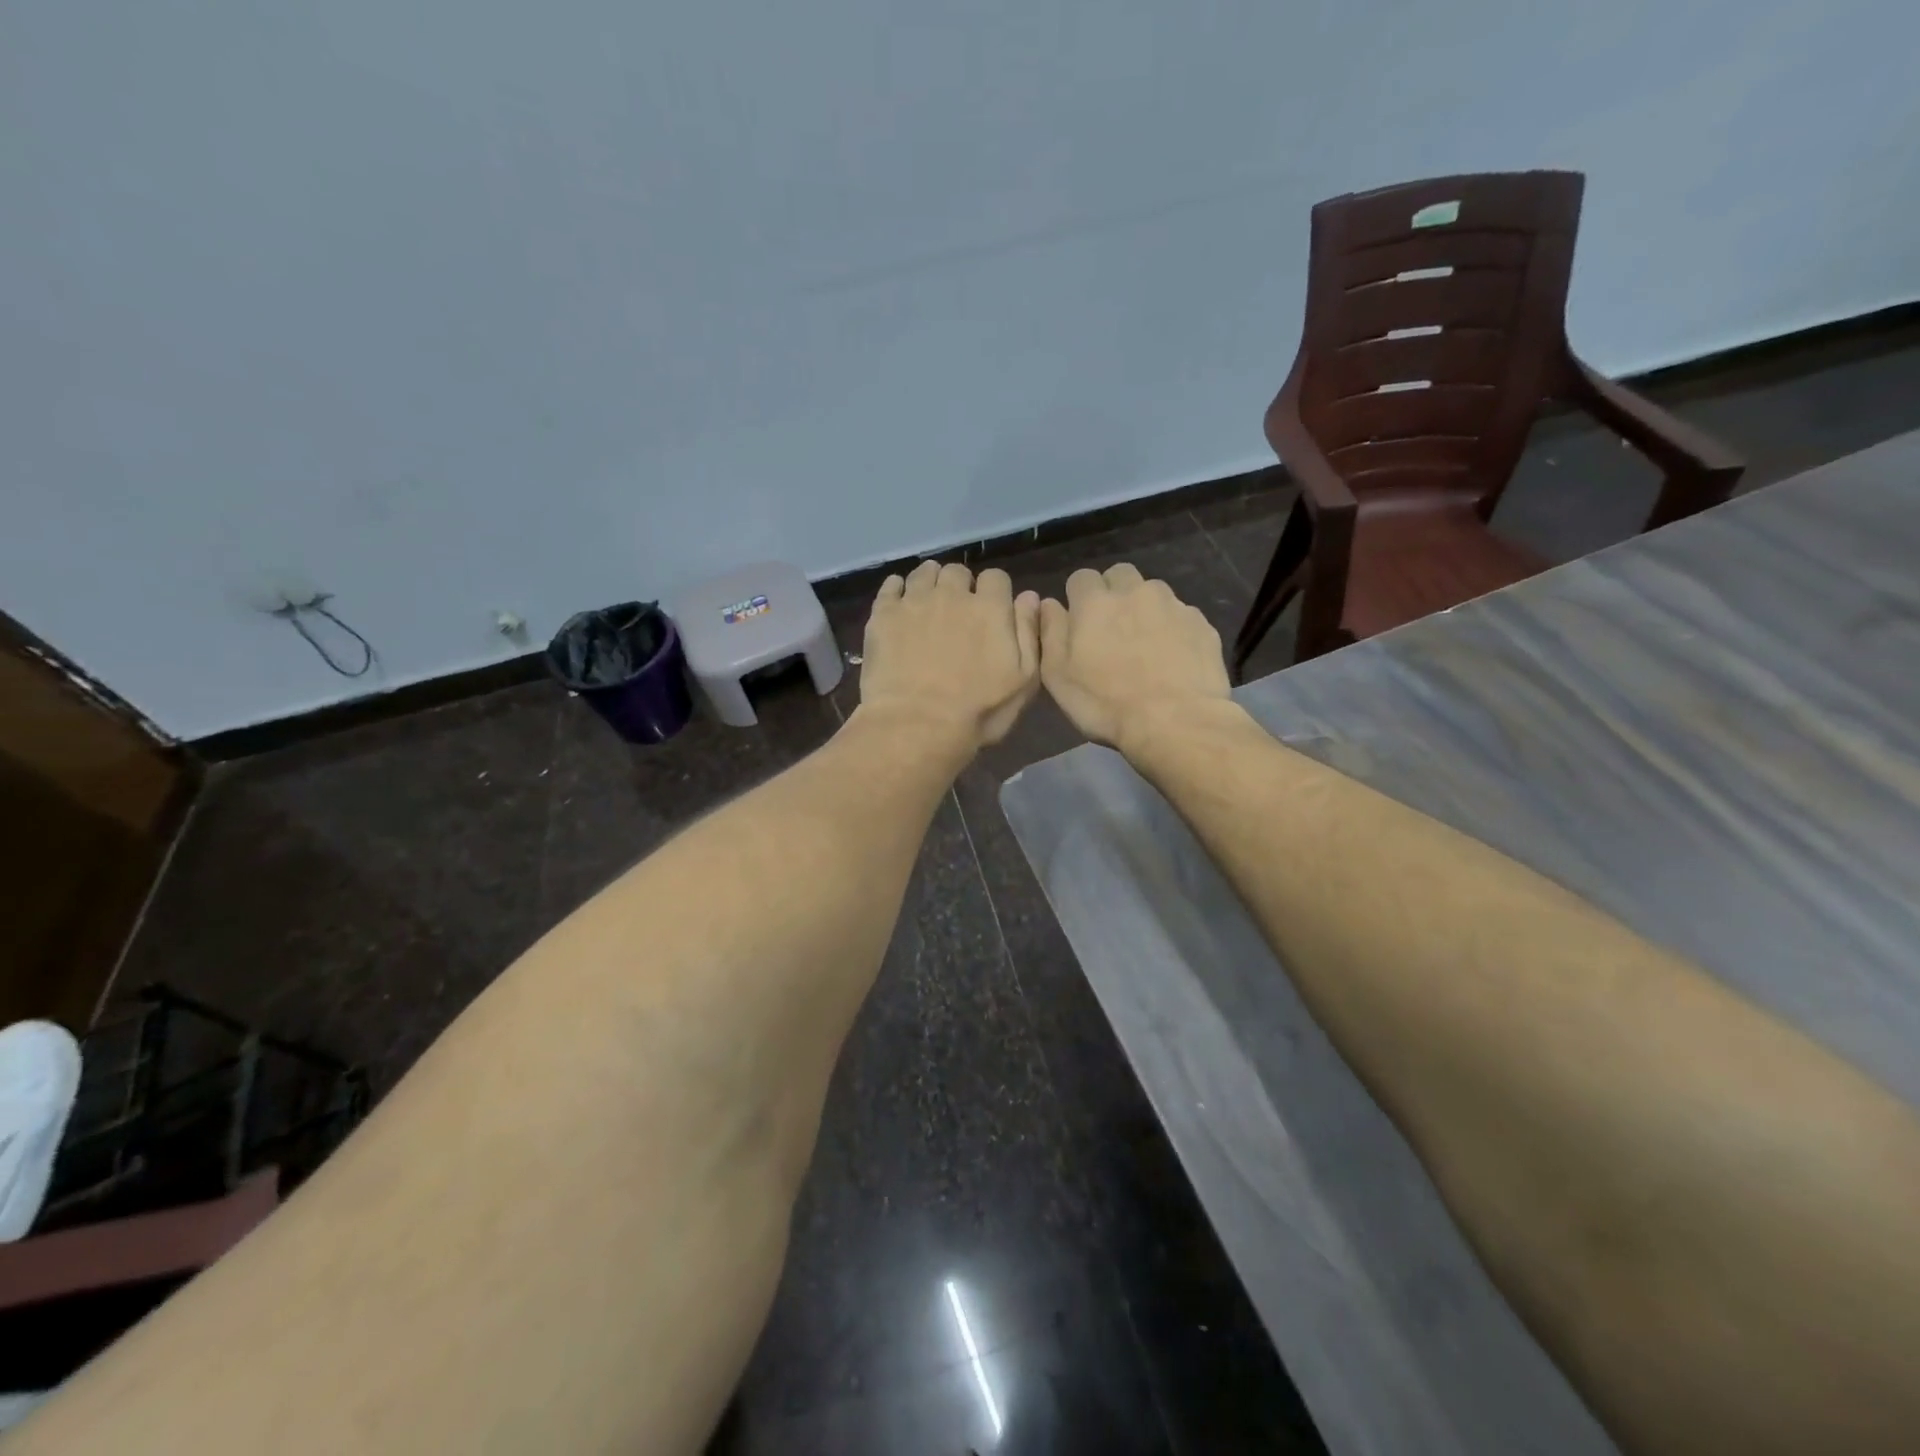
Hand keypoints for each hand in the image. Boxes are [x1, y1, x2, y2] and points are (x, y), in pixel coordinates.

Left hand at [858, 561, 1040, 748]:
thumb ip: (1028, 633)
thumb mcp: (1023, 680)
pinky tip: (899, 605)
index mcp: (990, 608)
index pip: (996, 577)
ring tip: (929, 603)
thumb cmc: (978, 711)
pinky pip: (891, 585)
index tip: (991, 611)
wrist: (917, 725)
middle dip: (961, 586)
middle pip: (958, 571)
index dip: (995, 592)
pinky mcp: (883, 614)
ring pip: (925, 572)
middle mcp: (952, 594)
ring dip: (931, 582)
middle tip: (957, 612)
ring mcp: (915, 601)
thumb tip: (1029, 596)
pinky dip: (898, 589)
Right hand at [1039, 564, 1231, 749]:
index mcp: (1095, 602)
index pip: (1081, 578)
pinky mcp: (1202, 625)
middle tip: (1112, 629)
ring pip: (1154, 592)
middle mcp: (1135, 592)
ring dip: (1145, 609)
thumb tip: (1049, 604)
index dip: (1078, 598)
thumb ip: (1050, 632)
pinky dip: (1173, 629)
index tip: (1080, 623)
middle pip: (1120, 575)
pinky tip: (1173, 659)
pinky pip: (1182, 616)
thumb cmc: (1105, 703)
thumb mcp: (1057, 675)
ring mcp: (1173, 606)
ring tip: (1146, 644)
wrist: (1176, 722)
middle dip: (1113, 593)